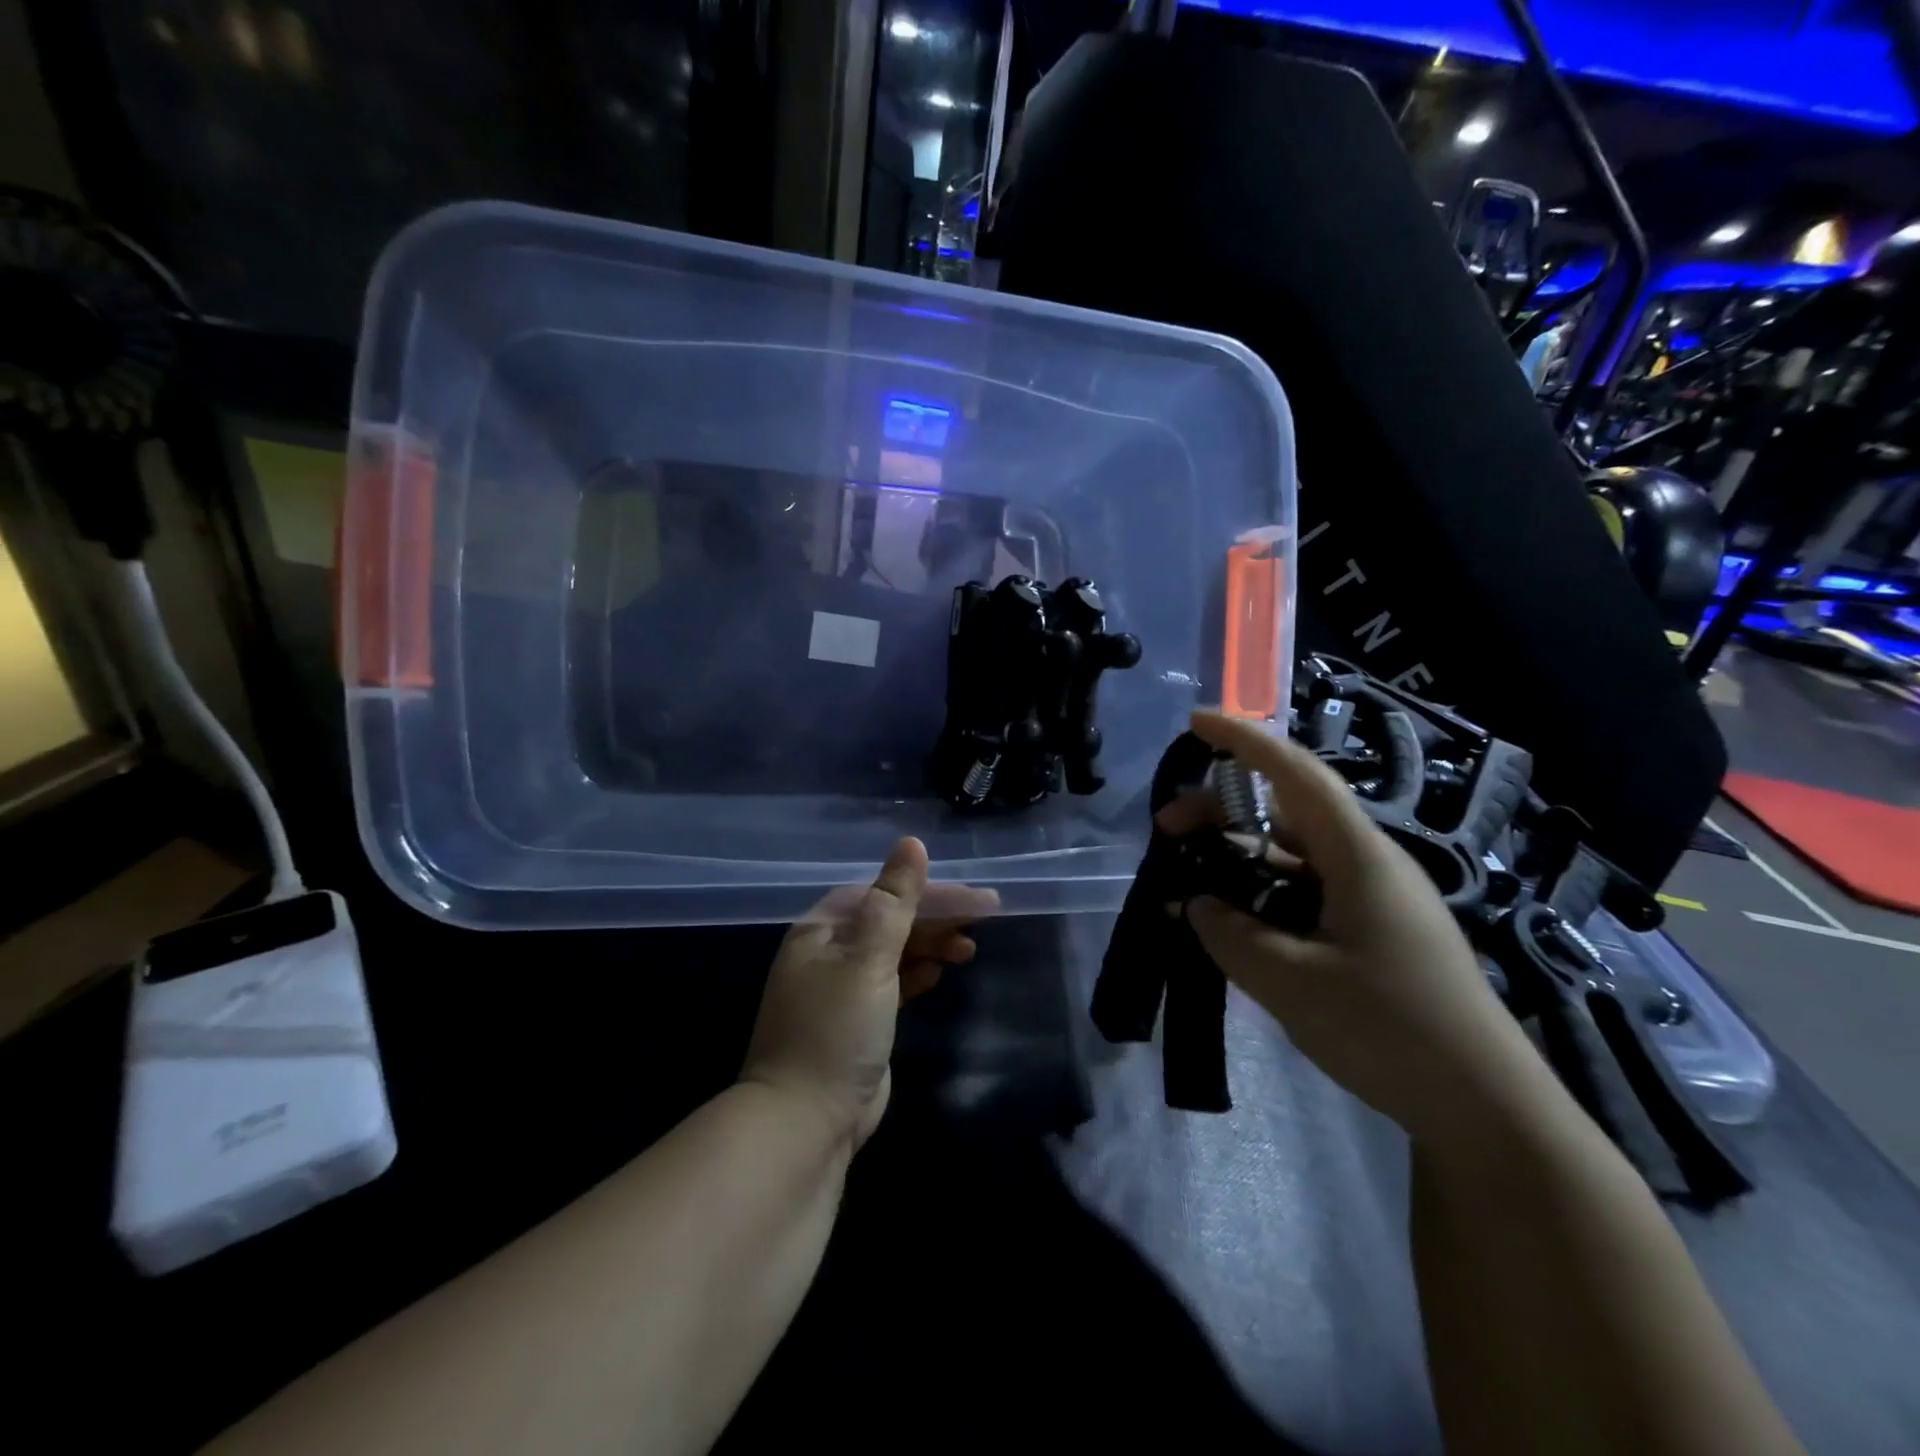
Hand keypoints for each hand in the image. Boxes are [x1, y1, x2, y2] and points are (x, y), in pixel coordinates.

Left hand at [740, 838, 997, 1149]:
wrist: (806, 1123)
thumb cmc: (835, 1029)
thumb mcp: (867, 959)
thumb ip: (894, 901)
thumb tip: (911, 843)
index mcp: (822, 930)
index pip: (883, 894)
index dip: (930, 891)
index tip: (975, 897)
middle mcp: (829, 953)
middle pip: (890, 920)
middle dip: (936, 917)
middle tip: (986, 916)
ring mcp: (842, 989)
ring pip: (894, 952)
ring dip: (931, 944)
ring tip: (969, 947)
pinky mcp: (858, 1022)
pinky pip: (893, 982)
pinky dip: (917, 973)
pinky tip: (941, 971)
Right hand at [1169, 712, 1561, 1151]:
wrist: (1485, 1108)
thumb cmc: (1389, 1030)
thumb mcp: (1290, 982)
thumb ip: (1230, 933)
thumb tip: (1195, 902)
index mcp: (1359, 857)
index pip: (1296, 774)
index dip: (1245, 741)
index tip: (1196, 722)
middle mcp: (1369, 864)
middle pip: (1288, 812)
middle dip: (1224, 807)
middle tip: (1167, 829)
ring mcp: (1374, 899)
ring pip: (1294, 855)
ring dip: (1240, 855)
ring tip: (1190, 878)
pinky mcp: (1373, 932)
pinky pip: (1306, 892)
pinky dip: (1262, 893)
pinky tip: (1233, 920)